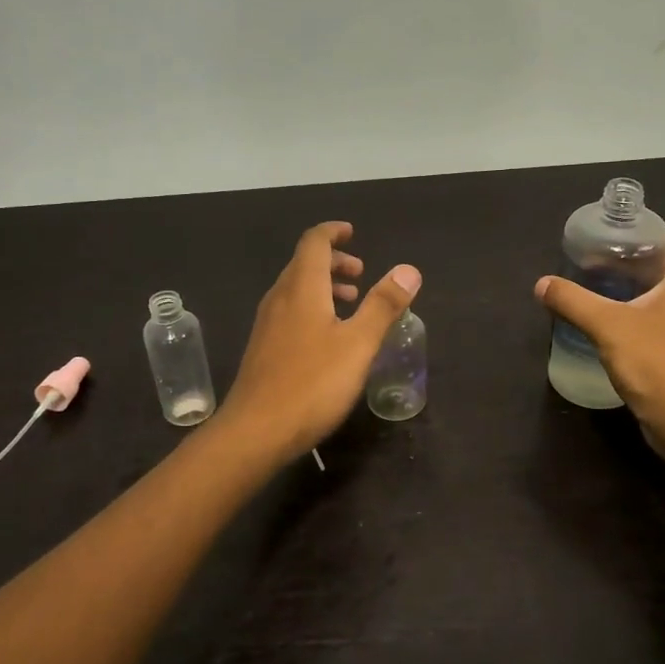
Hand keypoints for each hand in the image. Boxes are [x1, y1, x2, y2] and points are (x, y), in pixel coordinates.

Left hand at [217, 222, 421, 459]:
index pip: (314, 242)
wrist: (256, 431)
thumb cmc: (312, 383)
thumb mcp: (358, 344)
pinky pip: (289, 312)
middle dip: (333, 261)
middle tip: (361, 274)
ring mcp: (267, 324)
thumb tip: (408, 270)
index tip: (353, 233)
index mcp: (302, 288)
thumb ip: (383, 305)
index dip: (333, 232)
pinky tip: (328, 337)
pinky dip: (312, 308)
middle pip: (303, 264)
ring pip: (296, 290)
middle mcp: (280, 298)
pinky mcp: (264, 348)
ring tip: (350, 303)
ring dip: (323, 287)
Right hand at [533, 233, 664, 453]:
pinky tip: (614, 325)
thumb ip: (573, 301)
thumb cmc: (654, 363)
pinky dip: (641, 314)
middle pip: (663, 266)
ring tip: (598, 290)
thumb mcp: (607, 326)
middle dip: (628, 263)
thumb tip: (542, 284)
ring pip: (664, 295)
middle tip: (591, 264)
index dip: (634, 236)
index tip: (603, 241)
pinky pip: (664, 320)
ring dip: (634, 290)